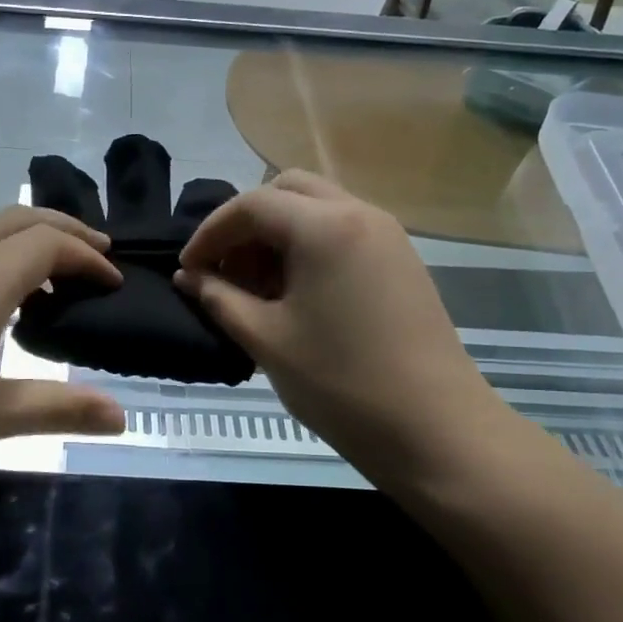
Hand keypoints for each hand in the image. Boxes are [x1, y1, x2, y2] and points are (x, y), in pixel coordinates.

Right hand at [175, 172, 517, 494]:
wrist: (435, 430)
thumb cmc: (340, 384)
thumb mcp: (266, 339)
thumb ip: (218, 298)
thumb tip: (187, 276)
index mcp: (325, 227)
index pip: (251, 205)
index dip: (210, 233)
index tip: (188, 269)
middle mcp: (360, 214)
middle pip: (287, 191)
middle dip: (246, 224)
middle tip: (225, 270)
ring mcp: (388, 235)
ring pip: (317, 209)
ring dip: (278, 235)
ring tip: (256, 288)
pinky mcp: (401, 261)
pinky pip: (343, 232)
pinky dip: (308, 247)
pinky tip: (296, 295)